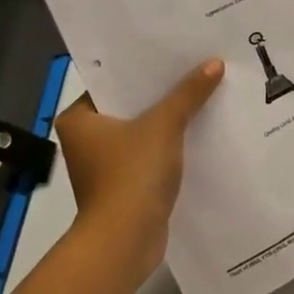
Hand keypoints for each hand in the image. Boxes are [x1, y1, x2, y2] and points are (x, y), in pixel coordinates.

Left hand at [52, 60, 223, 288]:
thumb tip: (214, 63)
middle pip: (131, 105)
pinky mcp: (126, 185)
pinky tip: (202, 131)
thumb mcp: (163, 126)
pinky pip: (152, 154)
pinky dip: (172, 145)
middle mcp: (87, 140)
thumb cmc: (131, 174)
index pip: (112, 82)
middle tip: (196, 67)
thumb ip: (188, 94)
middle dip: (163, 92)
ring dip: (170, 119)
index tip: (173, 52)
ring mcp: (106, 165)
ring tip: (205, 94)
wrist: (125, 240)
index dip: (143, 67)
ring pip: (144, 131)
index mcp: (79, 119)